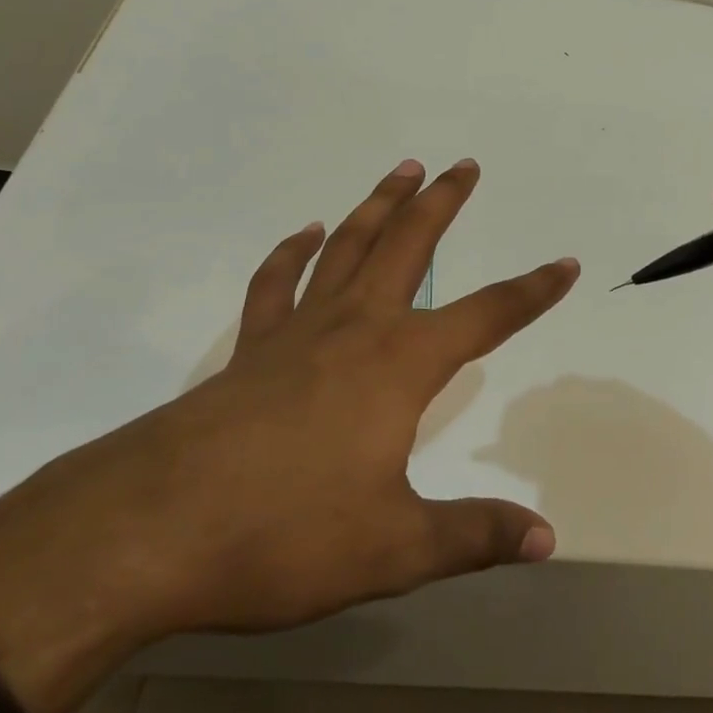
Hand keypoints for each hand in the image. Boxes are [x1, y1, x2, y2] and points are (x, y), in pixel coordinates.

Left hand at [0, 159, 577, 712]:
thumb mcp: (393, 547)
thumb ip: (472, 535)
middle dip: (442, 205)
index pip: (486, 315)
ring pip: (347, 248)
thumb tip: (544, 536)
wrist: (149, 531)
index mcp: (400, 364)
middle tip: (465, 165)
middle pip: (408, 247)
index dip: (531, 291)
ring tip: (402, 170)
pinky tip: (305, 233)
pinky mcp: (250, 349)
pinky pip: (277, 284)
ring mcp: (297, 332)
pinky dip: (292, 253)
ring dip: (378, 206)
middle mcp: (355, 329)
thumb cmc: (283, 534)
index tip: (563, 263)